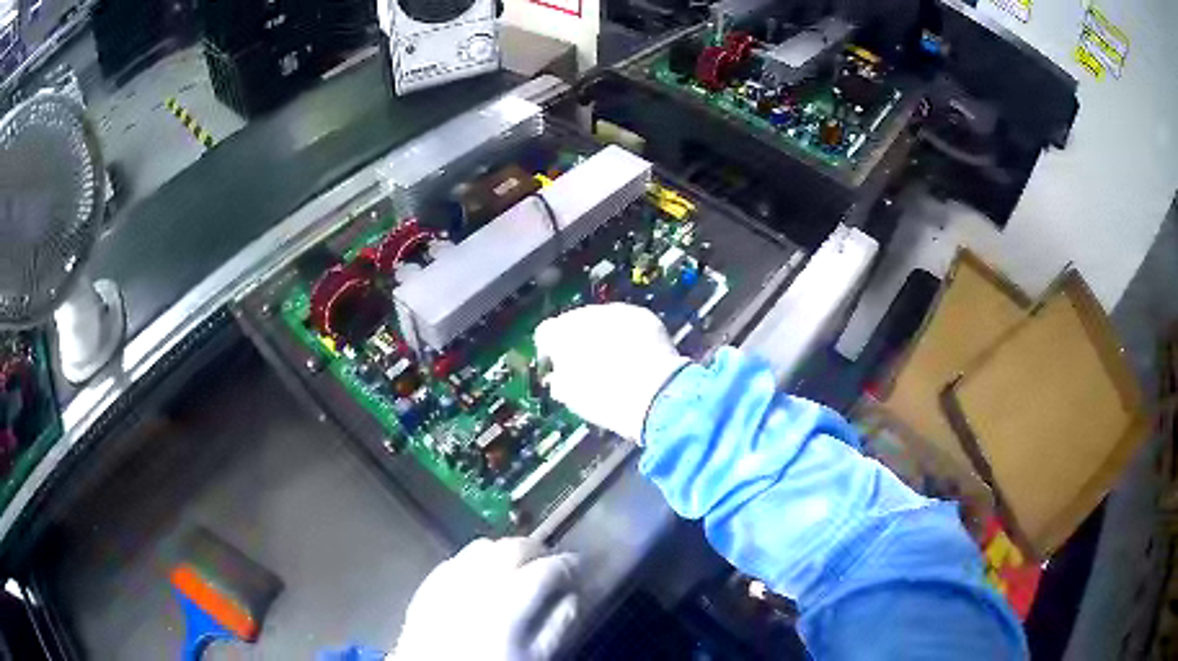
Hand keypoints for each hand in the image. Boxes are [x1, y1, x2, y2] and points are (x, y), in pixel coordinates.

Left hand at [391, 538, 579, 660]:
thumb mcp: (535, 657)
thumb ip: (558, 626)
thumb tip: (571, 597)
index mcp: (509, 603)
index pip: (546, 569)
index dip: (568, 564)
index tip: (578, 566)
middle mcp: (476, 584)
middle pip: (512, 547)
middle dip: (536, 550)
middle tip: (549, 561)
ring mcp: (447, 582)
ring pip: (481, 547)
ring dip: (504, 550)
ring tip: (517, 566)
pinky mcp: (427, 587)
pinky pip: (454, 560)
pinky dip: (473, 561)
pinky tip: (480, 576)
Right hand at [534, 303, 688, 442]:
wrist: (652, 393)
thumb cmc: (603, 399)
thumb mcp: (572, 397)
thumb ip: (560, 382)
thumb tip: (558, 378)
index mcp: (560, 333)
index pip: (546, 333)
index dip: (550, 352)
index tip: (556, 369)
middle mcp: (584, 314)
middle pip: (575, 323)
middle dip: (579, 341)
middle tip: (588, 366)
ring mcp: (615, 311)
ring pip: (603, 319)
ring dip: (604, 335)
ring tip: (615, 360)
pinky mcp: (642, 315)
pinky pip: (628, 322)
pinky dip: (629, 335)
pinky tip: (637, 355)